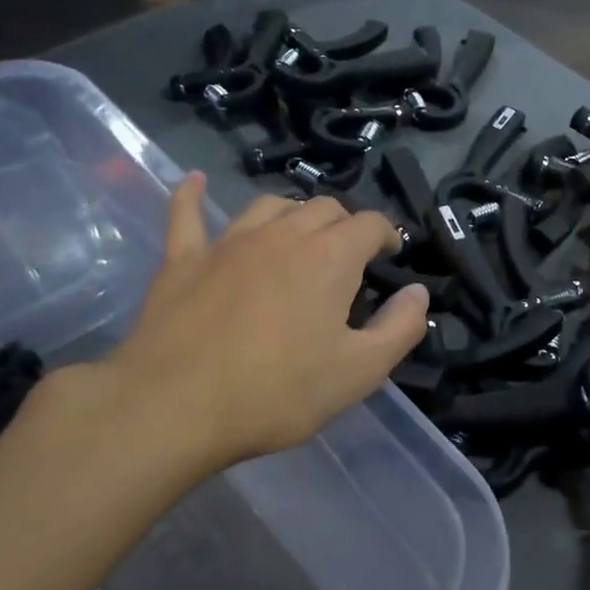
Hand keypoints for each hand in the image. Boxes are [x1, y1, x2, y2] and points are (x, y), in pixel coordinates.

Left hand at [76, 174, 429, 476]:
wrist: (172, 407)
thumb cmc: (276, 392)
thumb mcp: (358, 373)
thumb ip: (399, 329)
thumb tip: (417, 293)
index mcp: (329, 257)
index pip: (369, 224)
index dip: (386, 235)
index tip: (390, 256)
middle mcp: (282, 234)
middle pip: (323, 209)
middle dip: (344, 225)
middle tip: (348, 257)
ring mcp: (228, 242)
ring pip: (269, 206)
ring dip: (291, 214)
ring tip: (298, 235)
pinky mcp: (183, 259)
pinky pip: (187, 215)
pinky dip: (193, 196)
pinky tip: (195, 182)